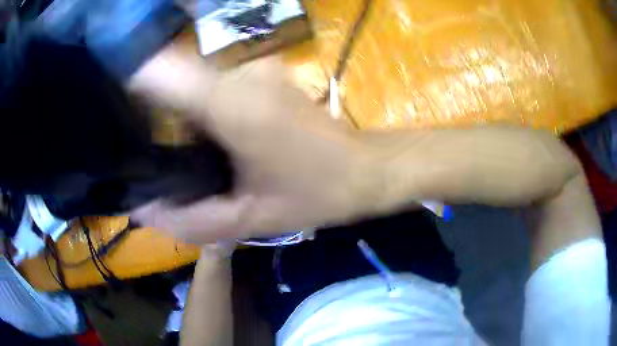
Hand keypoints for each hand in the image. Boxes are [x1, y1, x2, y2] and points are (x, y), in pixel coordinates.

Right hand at [130, 54, 380, 243]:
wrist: (363, 169)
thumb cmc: (315, 194)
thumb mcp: (250, 219)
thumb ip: (191, 221)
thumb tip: (143, 209)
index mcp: (229, 103)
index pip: (158, 71)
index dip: (128, 80)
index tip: (111, 104)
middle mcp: (238, 74)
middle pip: (172, 79)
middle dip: (153, 111)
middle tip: (146, 147)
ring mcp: (254, 69)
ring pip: (193, 84)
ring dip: (179, 114)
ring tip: (182, 150)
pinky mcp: (265, 73)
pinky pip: (214, 86)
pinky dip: (202, 109)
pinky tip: (211, 137)